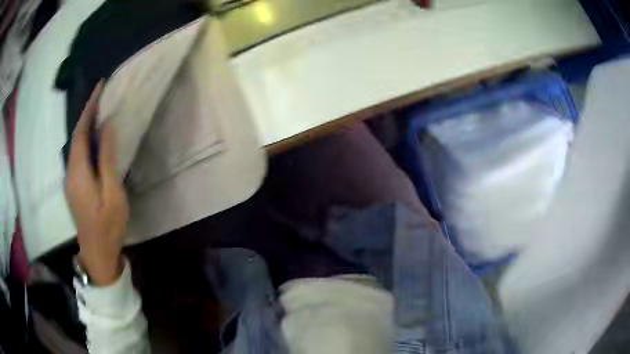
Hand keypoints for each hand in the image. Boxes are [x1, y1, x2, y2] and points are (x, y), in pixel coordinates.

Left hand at [65, 82, 128, 285]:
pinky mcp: (74, 186)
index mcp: (79, 172)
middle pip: (76, 136)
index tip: (100, 87)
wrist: (97, 254)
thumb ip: (107, 160)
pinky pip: (78, 156)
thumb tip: (107, 128)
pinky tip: (95, 139)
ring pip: (76, 146)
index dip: (89, 108)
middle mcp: (70, 172)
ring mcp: (70, 180)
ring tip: (100, 112)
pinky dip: (85, 141)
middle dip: (87, 113)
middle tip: (102, 96)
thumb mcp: (112, 194)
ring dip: (86, 126)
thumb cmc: (108, 226)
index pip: (81, 132)